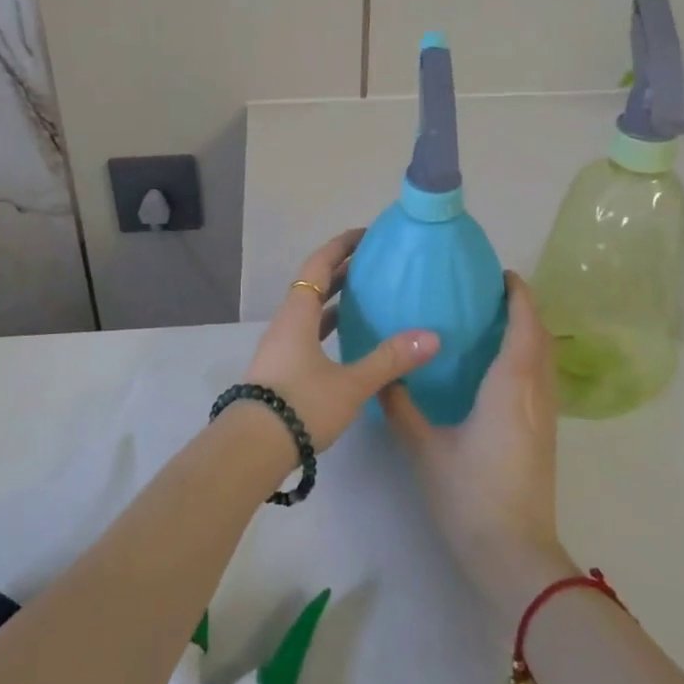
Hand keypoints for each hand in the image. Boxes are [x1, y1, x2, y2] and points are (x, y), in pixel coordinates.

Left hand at [242, 228, 439, 453]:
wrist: (251, 448)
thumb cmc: (301, 405)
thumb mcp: (351, 384)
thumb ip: (390, 360)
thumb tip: (431, 337)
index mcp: (298, 314)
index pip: (319, 266)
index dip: (341, 247)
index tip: (365, 234)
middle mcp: (286, 323)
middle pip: (313, 285)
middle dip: (342, 270)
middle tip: (373, 263)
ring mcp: (280, 347)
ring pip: (310, 311)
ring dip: (335, 299)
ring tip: (365, 296)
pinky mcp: (280, 370)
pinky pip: (308, 333)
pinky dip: (328, 326)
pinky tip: (347, 341)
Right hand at [380, 273, 569, 611]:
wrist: (514, 555)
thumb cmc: (470, 495)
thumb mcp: (425, 448)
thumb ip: (401, 407)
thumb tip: (383, 376)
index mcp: (511, 385)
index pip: (524, 325)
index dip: (519, 295)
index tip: (500, 273)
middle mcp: (536, 393)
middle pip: (541, 337)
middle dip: (524, 309)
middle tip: (489, 292)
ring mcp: (545, 416)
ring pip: (545, 359)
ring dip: (528, 333)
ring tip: (493, 321)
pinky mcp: (545, 435)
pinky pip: (542, 378)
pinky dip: (528, 357)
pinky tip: (499, 367)